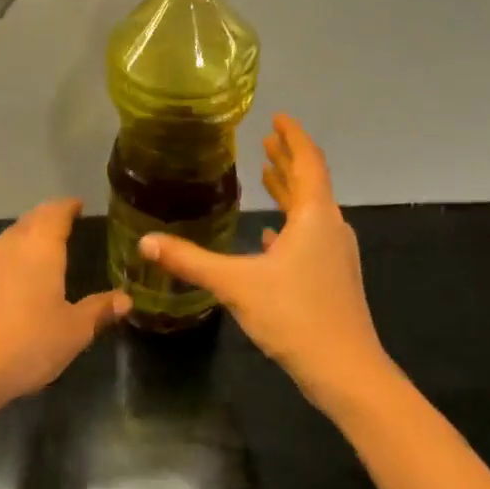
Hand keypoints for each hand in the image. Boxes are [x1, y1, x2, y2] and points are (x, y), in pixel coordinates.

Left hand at [0, 198, 129, 405]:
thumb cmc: (28, 345)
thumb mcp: (74, 332)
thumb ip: (99, 310)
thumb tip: (125, 299)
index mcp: (39, 248)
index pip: (55, 212)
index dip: (67, 207)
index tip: (77, 205)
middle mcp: (6, 247)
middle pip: (28, 222)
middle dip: (45, 221)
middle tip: (61, 226)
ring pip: (5, 243)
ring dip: (22, 243)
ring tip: (37, 255)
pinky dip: (3, 269)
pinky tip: (8, 290)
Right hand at [142, 115, 385, 404]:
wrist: (344, 369)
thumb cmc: (294, 315)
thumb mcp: (236, 284)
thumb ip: (190, 260)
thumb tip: (145, 241)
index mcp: (314, 216)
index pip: (307, 162)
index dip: (293, 137)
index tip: (278, 118)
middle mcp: (330, 228)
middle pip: (309, 183)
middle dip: (287, 160)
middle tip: (266, 141)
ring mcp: (335, 255)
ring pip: (310, 212)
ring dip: (289, 192)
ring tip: (266, 176)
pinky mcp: (333, 278)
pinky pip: (309, 238)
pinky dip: (291, 227)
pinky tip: (270, 238)